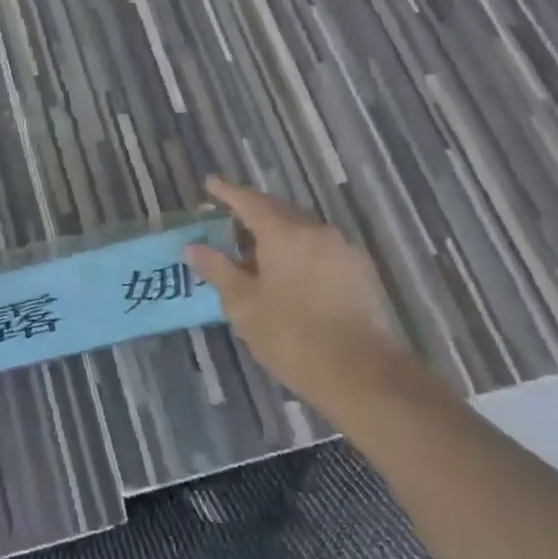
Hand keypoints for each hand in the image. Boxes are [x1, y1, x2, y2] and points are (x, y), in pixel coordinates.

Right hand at [185, 177, 432, 413]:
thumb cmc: (293, 338)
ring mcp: (342, 249)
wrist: (363, 375)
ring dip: (277, 231)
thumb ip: (218, 270)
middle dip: (252, 210)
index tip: (210, 183)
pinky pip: (320, 246)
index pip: (249, 202)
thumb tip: (193, 247)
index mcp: (284, 233)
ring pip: (302, 228)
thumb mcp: (244, 306)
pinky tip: (289, 271)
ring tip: (256, 249)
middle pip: (278, 209)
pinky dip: (299, 248)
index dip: (227, 192)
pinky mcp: (360, 270)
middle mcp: (315, 231)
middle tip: (228, 218)